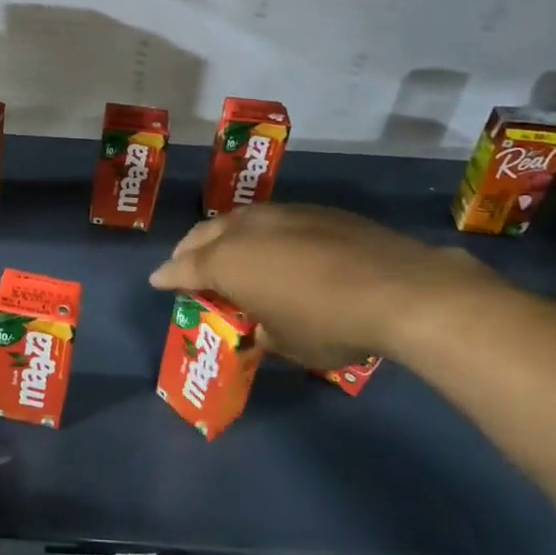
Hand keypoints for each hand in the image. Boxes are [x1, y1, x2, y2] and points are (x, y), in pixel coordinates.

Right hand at [148, 203, 502, 368]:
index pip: (183, 268)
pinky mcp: (315, 211)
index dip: (167, 277)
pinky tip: (277, 246)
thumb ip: (263, 331)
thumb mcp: (286, 343)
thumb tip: (262, 325)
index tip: (156, 281)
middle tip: (186, 264)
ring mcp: (281, 214)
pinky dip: (261, 232)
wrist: (399, 289)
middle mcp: (244, 230)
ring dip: (224, 235)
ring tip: (226, 249)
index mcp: (226, 262)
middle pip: (203, 234)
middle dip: (189, 249)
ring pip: (237, 219)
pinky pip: (272, 219)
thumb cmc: (329, 324)